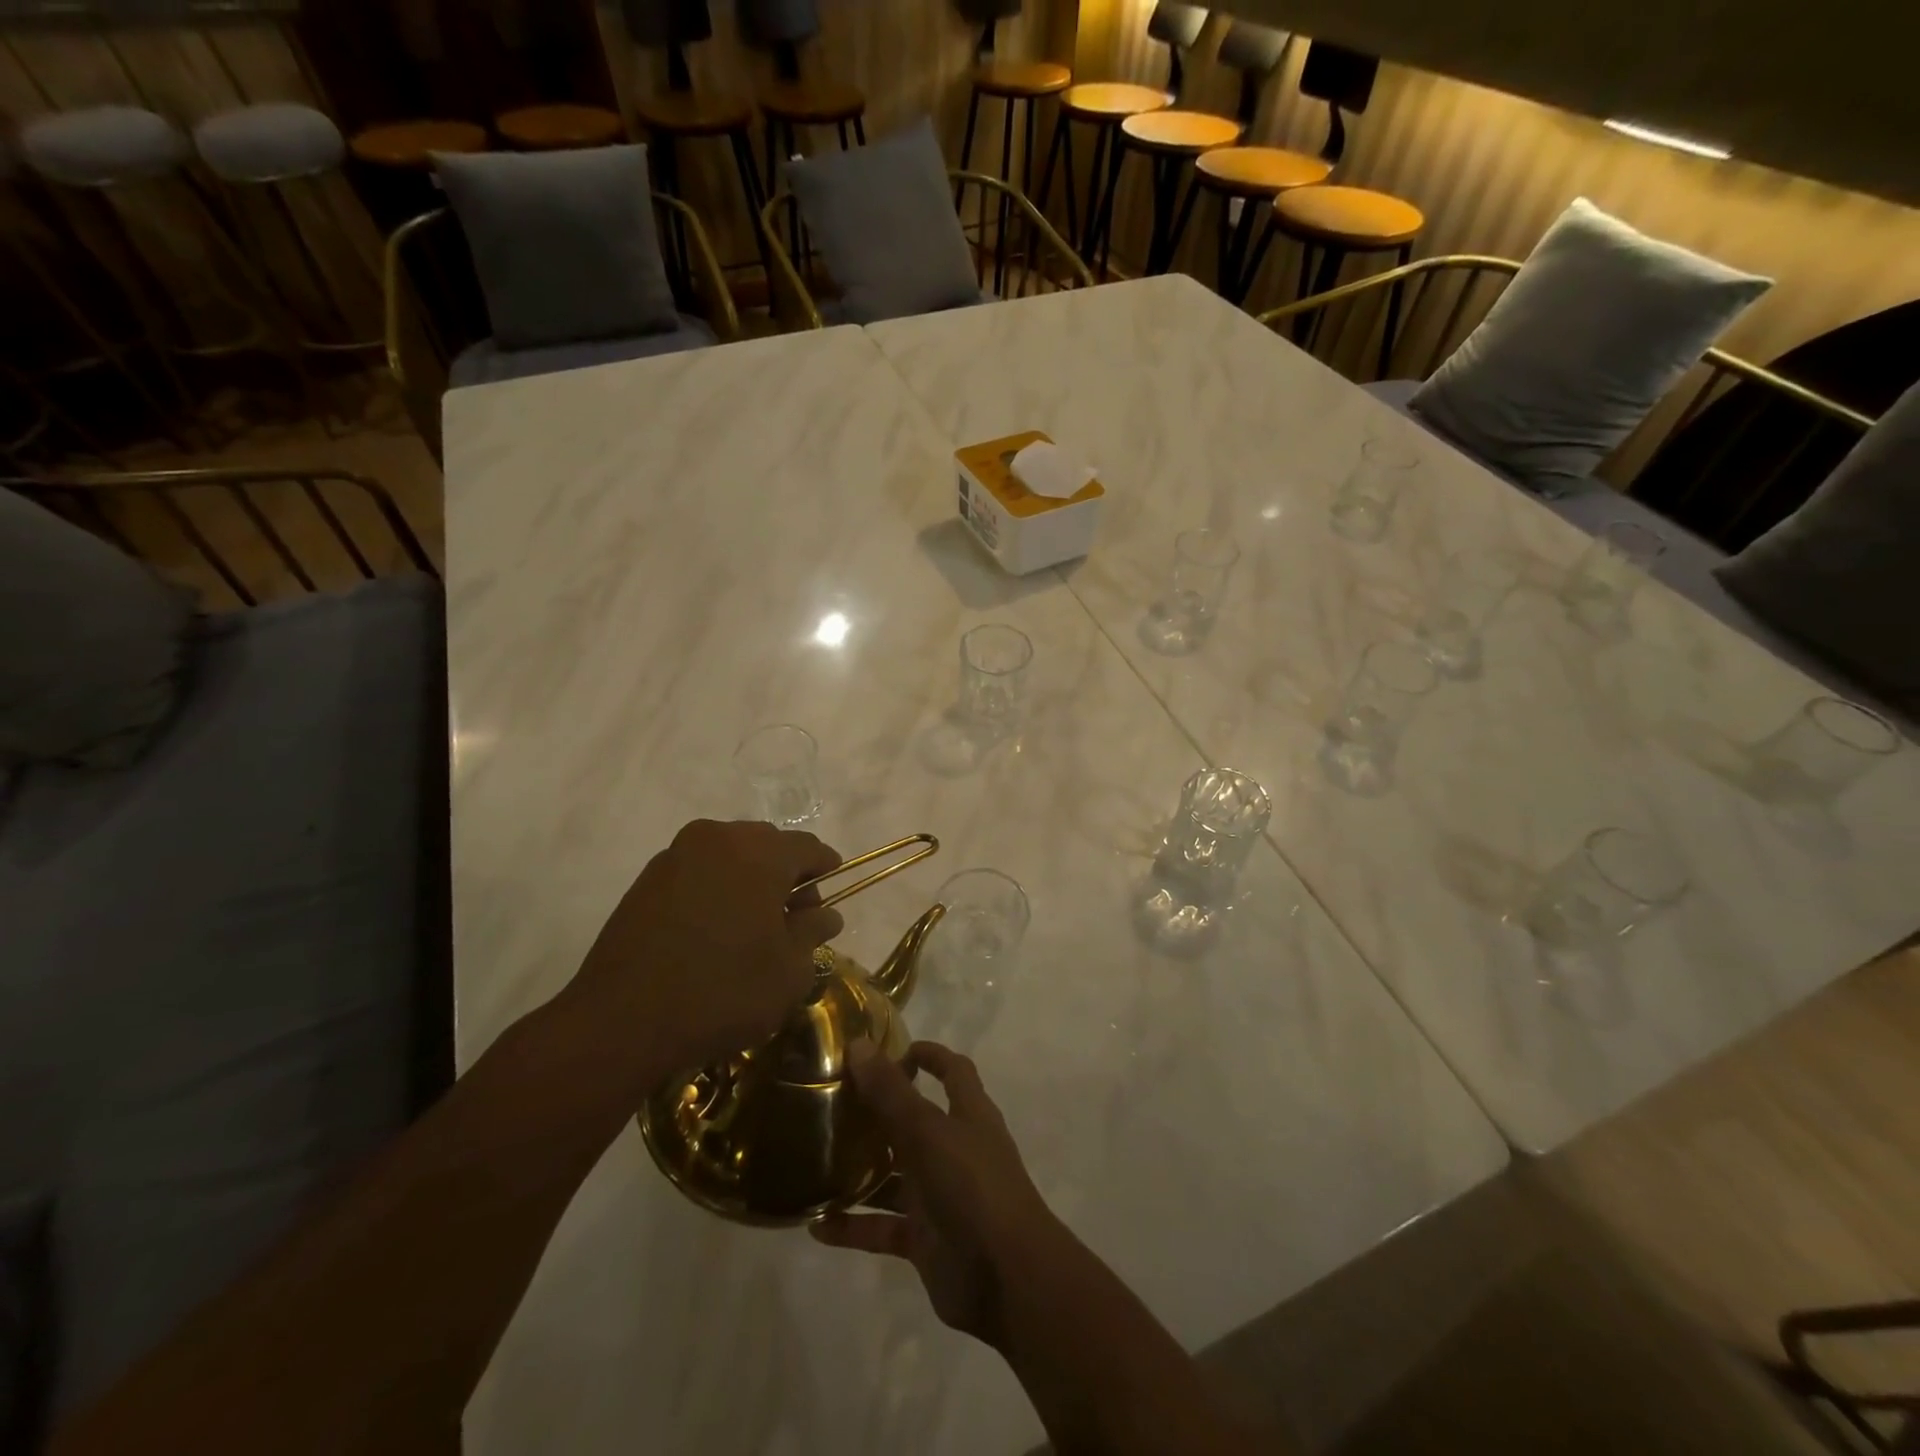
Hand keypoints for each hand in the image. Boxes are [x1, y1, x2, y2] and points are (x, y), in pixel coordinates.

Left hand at [570, 819, 843, 1075]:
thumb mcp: (788, 971)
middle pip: (768, 845)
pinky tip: (713, 930)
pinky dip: (715, 889)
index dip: (826, 871)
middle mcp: (718, 838)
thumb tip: (825, 914)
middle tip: (791, 921)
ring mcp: (677, 855)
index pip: (809, 848)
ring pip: (731, 855)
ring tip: (750, 928)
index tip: (829, 901)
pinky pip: (698, 871)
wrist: (621, 1021)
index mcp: (760, 852)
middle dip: (787, 876)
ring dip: (749, 881)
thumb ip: (813, 932)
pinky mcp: (647, 879)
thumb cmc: (722, 992)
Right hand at [810, 1041, 1060, 1347]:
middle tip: (833, 1102)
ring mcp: (940, 1195)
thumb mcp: (927, 1131)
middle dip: (879, 1112)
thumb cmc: (973, 1186)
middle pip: (915, 1121)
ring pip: (894, 1176)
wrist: (1007, 1277)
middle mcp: (955, 1149)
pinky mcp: (925, 1239)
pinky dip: (854, 1226)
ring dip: (861, 1170)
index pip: (953, 1071)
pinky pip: (883, 1227)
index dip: (929, 1056)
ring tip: (815, 1160)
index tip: (890, 1048)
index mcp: (968, 1114)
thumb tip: (859, 1044)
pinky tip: (816, 1225)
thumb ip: (891, 1092)